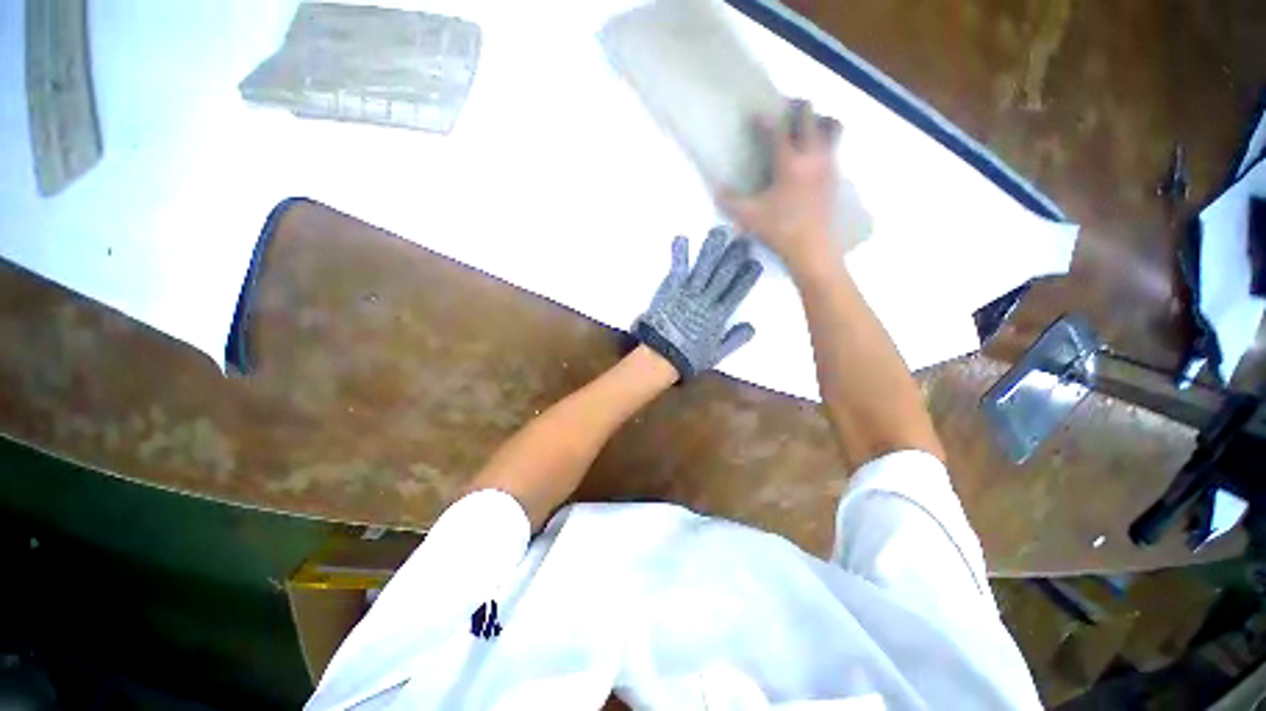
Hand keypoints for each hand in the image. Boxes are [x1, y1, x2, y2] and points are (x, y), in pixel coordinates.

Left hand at [635, 227, 762, 378]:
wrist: (661, 356)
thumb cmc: (687, 357)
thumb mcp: (716, 354)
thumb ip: (734, 340)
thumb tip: (751, 327)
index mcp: (718, 316)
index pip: (737, 292)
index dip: (747, 277)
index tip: (755, 263)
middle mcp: (706, 300)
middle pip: (723, 275)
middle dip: (734, 257)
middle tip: (743, 240)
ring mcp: (688, 292)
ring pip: (703, 267)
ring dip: (711, 249)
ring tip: (719, 232)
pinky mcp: (670, 290)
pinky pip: (677, 269)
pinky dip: (680, 254)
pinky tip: (682, 238)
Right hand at [719, 99, 841, 268]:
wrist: (813, 249)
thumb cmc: (779, 230)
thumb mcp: (748, 217)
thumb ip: (729, 200)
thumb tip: (715, 188)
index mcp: (789, 162)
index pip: (778, 129)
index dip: (764, 119)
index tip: (753, 117)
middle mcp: (812, 155)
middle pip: (810, 116)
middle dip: (797, 107)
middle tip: (784, 109)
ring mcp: (828, 164)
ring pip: (832, 126)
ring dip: (818, 119)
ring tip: (805, 126)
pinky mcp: (835, 176)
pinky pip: (835, 146)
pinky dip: (825, 140)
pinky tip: (812, 154)